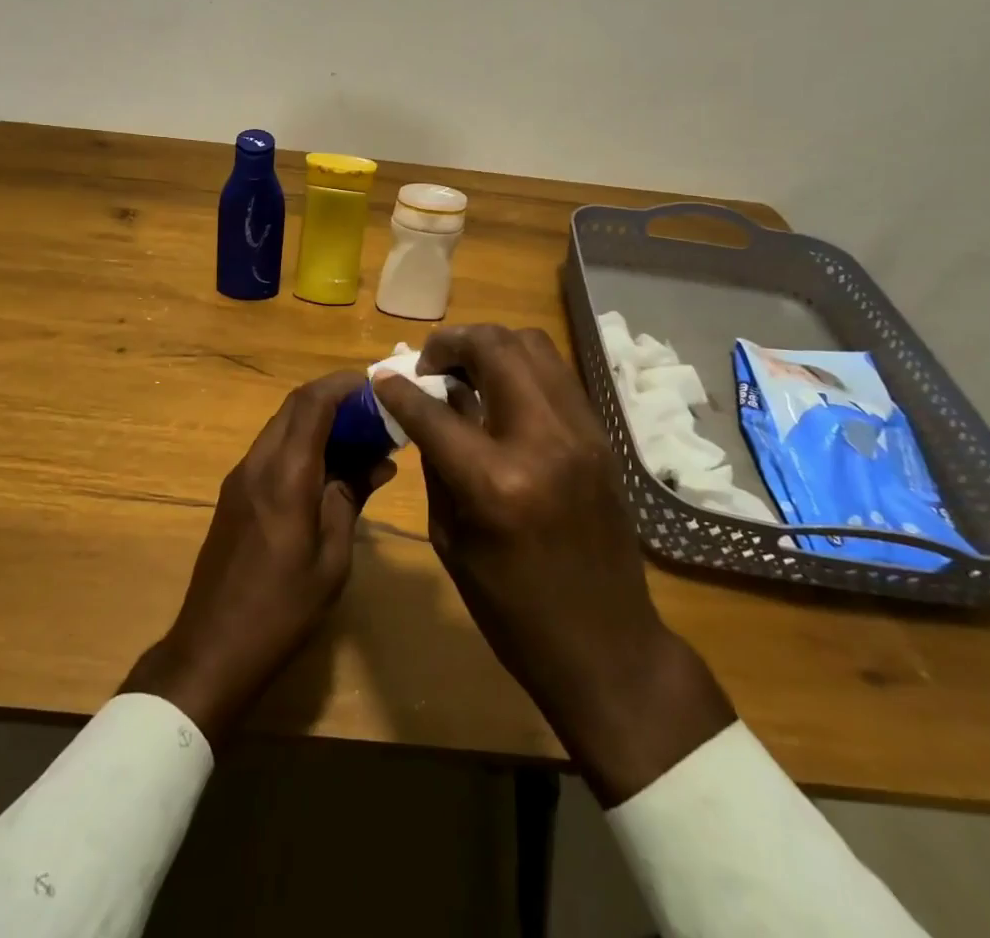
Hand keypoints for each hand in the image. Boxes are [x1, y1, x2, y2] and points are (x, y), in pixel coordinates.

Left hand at [122, 369, 392, 739]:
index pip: (312, 403)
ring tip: (360, 437)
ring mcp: (240, 476)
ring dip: (318, 420)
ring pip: (282, 425)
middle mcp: (257, 463)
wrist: (212, 648)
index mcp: (284, 476)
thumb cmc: (282, 609)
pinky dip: (302, 443)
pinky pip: (272, 449)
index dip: (344, 385)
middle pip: (294, 406)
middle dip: (335, 397)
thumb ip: (351, 498)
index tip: (377, 385)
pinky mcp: (234, 493)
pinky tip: (329, 467)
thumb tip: (379, 460)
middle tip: (375, 411)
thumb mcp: (331, 558)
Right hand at [374, 325, 732, 805]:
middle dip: (451, 344)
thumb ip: (437, 461)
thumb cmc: (513, 610)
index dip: (399, 387)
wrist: (607, 646)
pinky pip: (555, 372)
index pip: (434, 410)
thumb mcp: (451, 539)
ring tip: (465, 369)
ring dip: (489, 345)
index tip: (382, 375)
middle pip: (494, 348)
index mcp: (496, 482)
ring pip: (531, 344)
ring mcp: (581, 431)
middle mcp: (543, 440)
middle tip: (430, 364)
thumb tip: (427, 406)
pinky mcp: (600, 435)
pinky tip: (501, 391)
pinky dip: (520, 366)